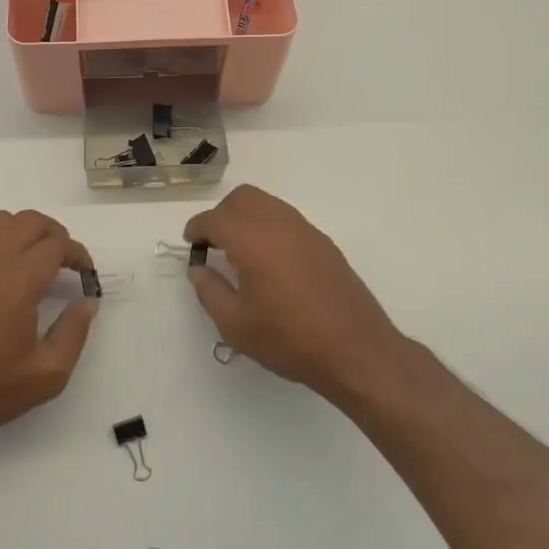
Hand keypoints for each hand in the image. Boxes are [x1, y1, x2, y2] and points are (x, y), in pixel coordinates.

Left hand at [0, 210, 98, 447]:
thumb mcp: (48, 373)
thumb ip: (74, 332)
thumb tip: (87, 301)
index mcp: (17, 284)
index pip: (55, 245)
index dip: (77, 254)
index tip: (86, 274)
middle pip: (30, 221)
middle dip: (56, 235)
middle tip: (67, 262)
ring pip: (3, 220)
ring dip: (26, 230)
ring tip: (38, 257)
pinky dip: (1, 237)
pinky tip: (9, 265)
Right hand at [184, 185, 403, 403]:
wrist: (356, 350)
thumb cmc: (289, 339)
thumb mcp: (235, 324)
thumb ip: (209, 291)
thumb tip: (199, 269)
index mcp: (252, 239)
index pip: (215, 219)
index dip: (197, 228)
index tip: (191, 244)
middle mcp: (278, 224)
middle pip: (242, 198)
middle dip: (222, 214)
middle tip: (214, 244)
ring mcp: (305, 230)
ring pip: (268, 204)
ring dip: (247, 217)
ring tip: (241, 252)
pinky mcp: (324, 243)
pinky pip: (287, 219)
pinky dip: (269, 227)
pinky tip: (271, 261)